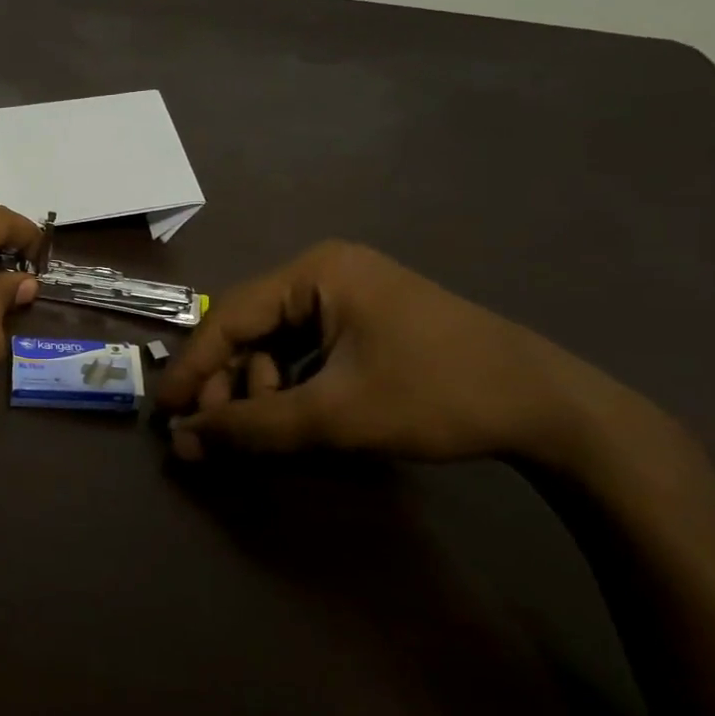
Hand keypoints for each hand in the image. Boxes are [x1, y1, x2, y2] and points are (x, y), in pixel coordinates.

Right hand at [155, 241, 619, 465]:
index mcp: (316, 272)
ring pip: (273, 345)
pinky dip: (288, 387)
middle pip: (249, 330)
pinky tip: (293, 418)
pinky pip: (303, 352)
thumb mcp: (335, 415)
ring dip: (259, 390)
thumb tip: (180, 443)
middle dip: (231, 385)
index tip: (165, 411)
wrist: (549, 407)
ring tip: (267, 432)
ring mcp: (347, 296)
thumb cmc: (437, 395)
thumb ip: (252, 428)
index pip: (230, 316)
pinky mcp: (363, 323)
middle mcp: (324, 273)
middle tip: (218, 435)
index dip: (193, 367)